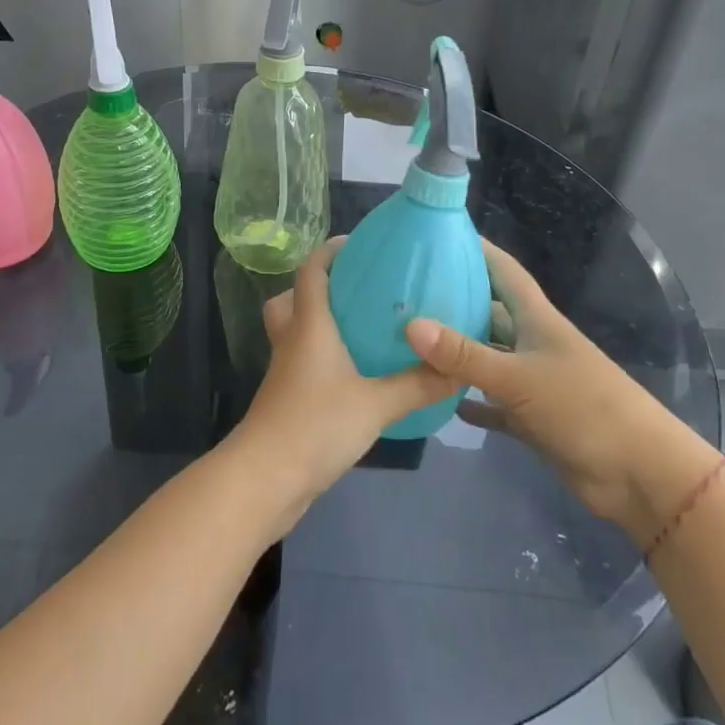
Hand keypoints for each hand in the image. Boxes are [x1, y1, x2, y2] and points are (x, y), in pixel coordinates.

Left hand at [225, 238, 453, 534]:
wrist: (265, 479)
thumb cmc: (316, 426)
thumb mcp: (376, 404)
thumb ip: (417, 385)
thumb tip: (458, 368)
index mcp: (309, 325)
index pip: (310, 271)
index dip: (329, 251)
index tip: (358, 245)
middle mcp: (291, 340)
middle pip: (291, 298)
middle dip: (317, 288)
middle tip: (356, 291)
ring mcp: (284, 370)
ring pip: (294, 331)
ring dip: (318, 323)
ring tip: (359, 331)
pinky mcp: (285, 398)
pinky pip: (300, 360)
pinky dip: (321, 356)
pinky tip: (353, 375)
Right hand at [404, 240, 716, 538]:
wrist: (638, 474)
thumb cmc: (583, 408)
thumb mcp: (518, 377)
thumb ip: (464, 355)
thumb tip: (410, 325)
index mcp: (536, 320)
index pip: (504, 272)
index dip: (478, 250)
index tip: (441, 235)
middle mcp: (532, 344)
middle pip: (489, 313)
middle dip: (455, 302)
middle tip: (406, 294)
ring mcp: (533, 382)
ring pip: (487, 359)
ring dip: (456, 354)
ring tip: (410, 341)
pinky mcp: (531, 418)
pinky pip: (492, 404)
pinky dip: (469, 401)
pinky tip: (438, 400)